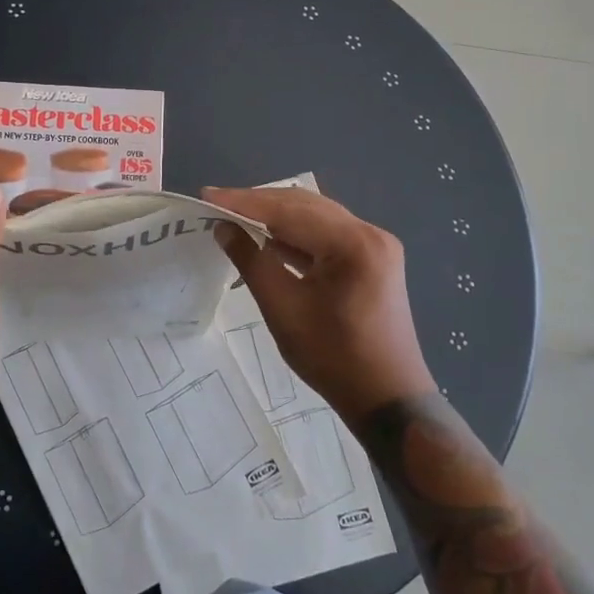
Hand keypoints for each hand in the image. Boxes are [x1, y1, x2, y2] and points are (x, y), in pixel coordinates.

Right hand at [206, 186, 432, 417]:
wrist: (386, 398)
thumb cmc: (333, 357)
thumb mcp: (283, 308)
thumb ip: (251, 261)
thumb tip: (223, 227)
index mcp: (353, 243)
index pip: (289, 210)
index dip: (244, 202)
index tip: (207, 195)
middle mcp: (369, 233)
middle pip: (305, 206)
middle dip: (259, 204)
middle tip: (217, 204)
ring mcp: (374, 246)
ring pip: (316, 217)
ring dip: (276, 217)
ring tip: (235, 217)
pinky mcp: (372, 260)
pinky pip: (327, 236)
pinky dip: (296, 236)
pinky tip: (268, 239)